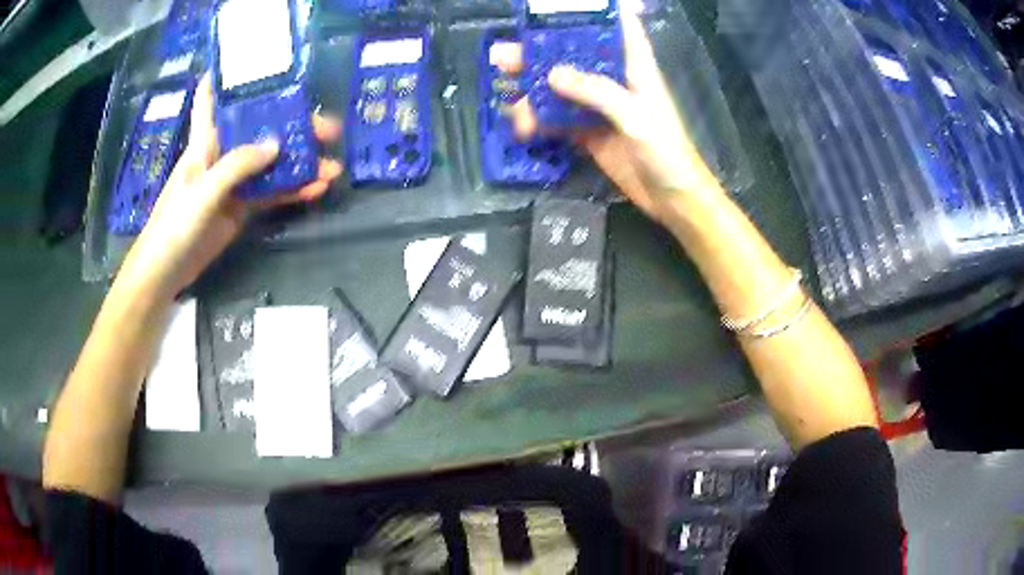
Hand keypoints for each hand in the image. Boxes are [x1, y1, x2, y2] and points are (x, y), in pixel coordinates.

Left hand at [117, 75, 343, 300]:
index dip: (227, 77)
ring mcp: (234, 182)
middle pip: (260, 130)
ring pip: (271, 163)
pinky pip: (271, 193)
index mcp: (206, 141)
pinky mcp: (241, 208)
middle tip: (328, 128)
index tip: (255, 61)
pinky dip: (293, 190)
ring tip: (333, 165)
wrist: (167, 271)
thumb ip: (238, 164)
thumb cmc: (175, 223)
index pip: (213, 99)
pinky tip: (316, 189)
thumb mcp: (204, 189)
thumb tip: (277, 144)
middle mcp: (222, 154)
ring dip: (300, 162)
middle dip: (292, 125)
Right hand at [492, 10, 720, 223]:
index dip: (595, 13)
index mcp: (634, 67)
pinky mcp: (589, 132)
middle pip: (573, 57)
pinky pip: (559, 120)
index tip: (557, 8)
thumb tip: (552, 74)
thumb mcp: (635, 116)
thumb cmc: (666, 152)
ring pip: (559, 89)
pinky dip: (539, 121)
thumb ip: (597, 92)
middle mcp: (614, 81)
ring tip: (507, 101)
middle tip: (502, 56)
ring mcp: (599, 107)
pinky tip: (523, 127)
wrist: (672, 199)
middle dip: (538, 53)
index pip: (618, 28)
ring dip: (531, 91)